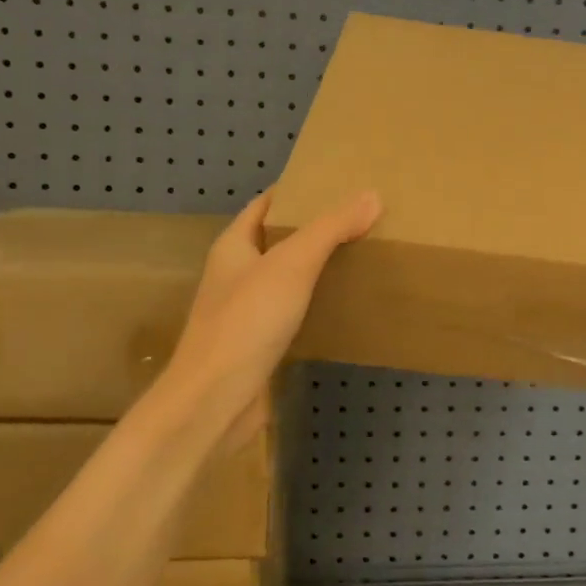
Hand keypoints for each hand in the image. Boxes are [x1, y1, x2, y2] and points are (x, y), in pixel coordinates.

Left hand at [156, 189, 380, 449]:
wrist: (215, 400)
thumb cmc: (247, 322)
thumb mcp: (293, 265)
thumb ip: (330, 229)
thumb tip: (371, 196)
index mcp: (234, 246)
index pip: (266, 204)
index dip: (298, 192)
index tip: (338, 185)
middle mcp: (236, 274)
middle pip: (278, 240)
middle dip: (314, 229)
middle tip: (360, 220)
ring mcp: (245, 312)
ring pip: (286, 279)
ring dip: (317, 268)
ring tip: (361, 256)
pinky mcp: (259, 344)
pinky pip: (292, 313)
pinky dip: (315, 304)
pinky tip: (344, 306)